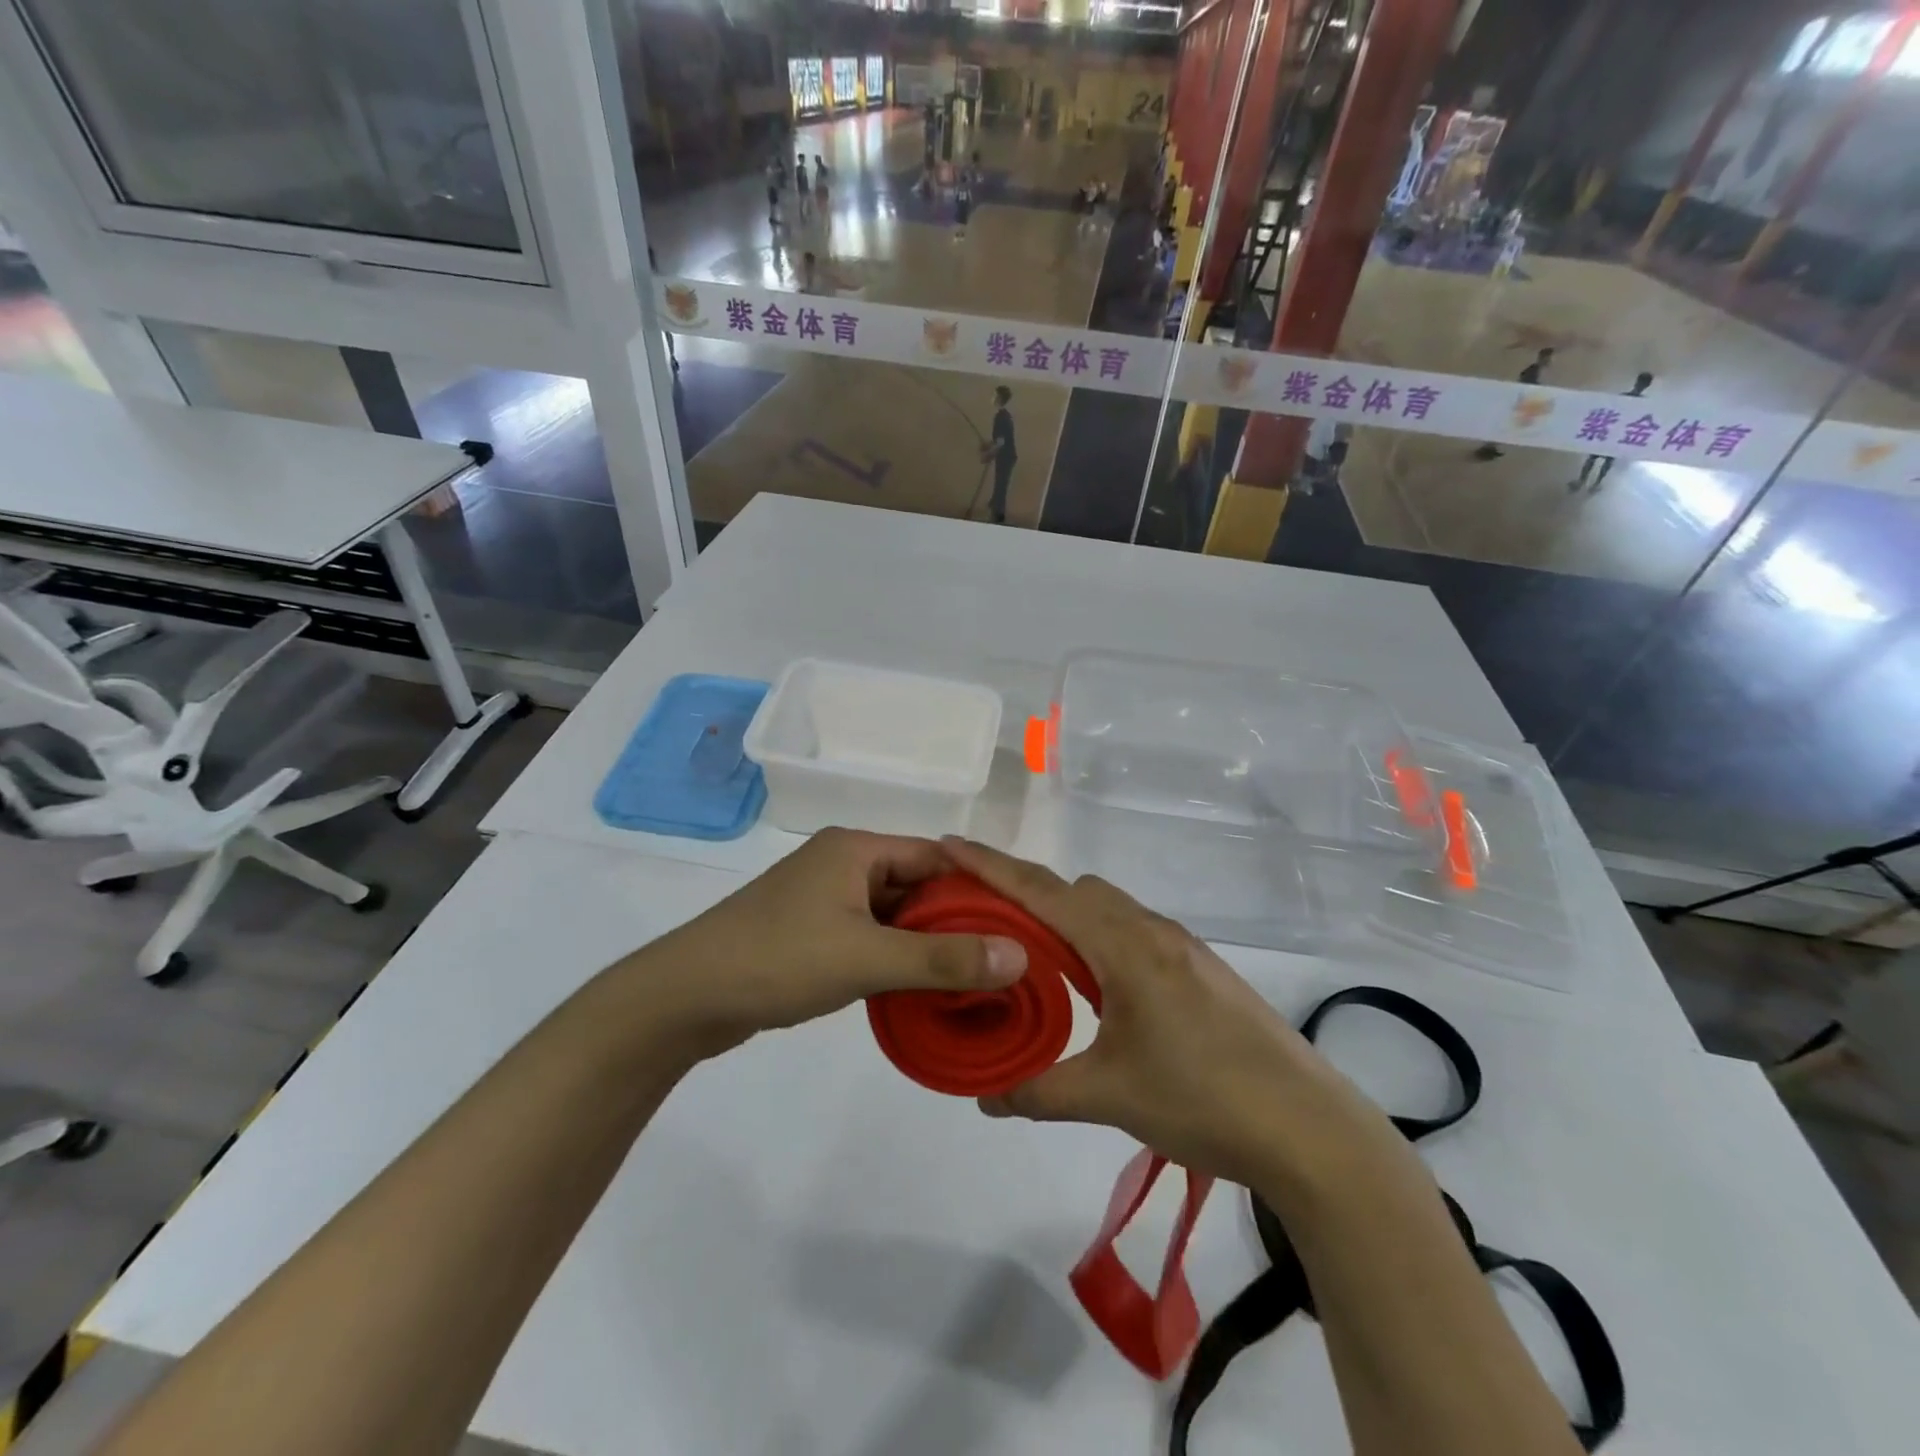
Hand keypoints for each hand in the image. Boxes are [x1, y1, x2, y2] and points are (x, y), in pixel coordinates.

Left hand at [645, 830, 1027, 1056]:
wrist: (684, 997)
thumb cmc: (778, 960)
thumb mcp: (866, 958)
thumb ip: (943, 959)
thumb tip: (1020, 956)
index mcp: (856, 848)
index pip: (936, 857)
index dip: (979, 888)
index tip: (1018, 924)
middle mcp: (842, 864)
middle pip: (916, 885)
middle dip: (956, 921)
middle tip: (1002, 959)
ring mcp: (823, 899)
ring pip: (893, 915)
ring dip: (925, 943)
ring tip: (972, 978)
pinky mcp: (810, 932)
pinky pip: (869, 936)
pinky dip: (895, 957)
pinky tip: (920, 989)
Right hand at [943, 839, 1391, 1186]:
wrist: (1309, 1128)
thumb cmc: (1203, 1100)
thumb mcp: (1110, 1096)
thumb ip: (1038, 1090)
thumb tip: (984, 1098)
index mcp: (1124, 946)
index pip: (1042, 892)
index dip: (990, 867)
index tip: (948, 844)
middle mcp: (1151, 931)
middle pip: (1075, 891)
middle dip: (1027, 894)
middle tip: (986, 925)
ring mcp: (1182, 947)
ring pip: (1108, 910)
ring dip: (1067, 920)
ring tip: (1036, 961)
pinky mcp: (1202, 969)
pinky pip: (1133, 933)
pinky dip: (1099, 941)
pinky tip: (1097, 989)